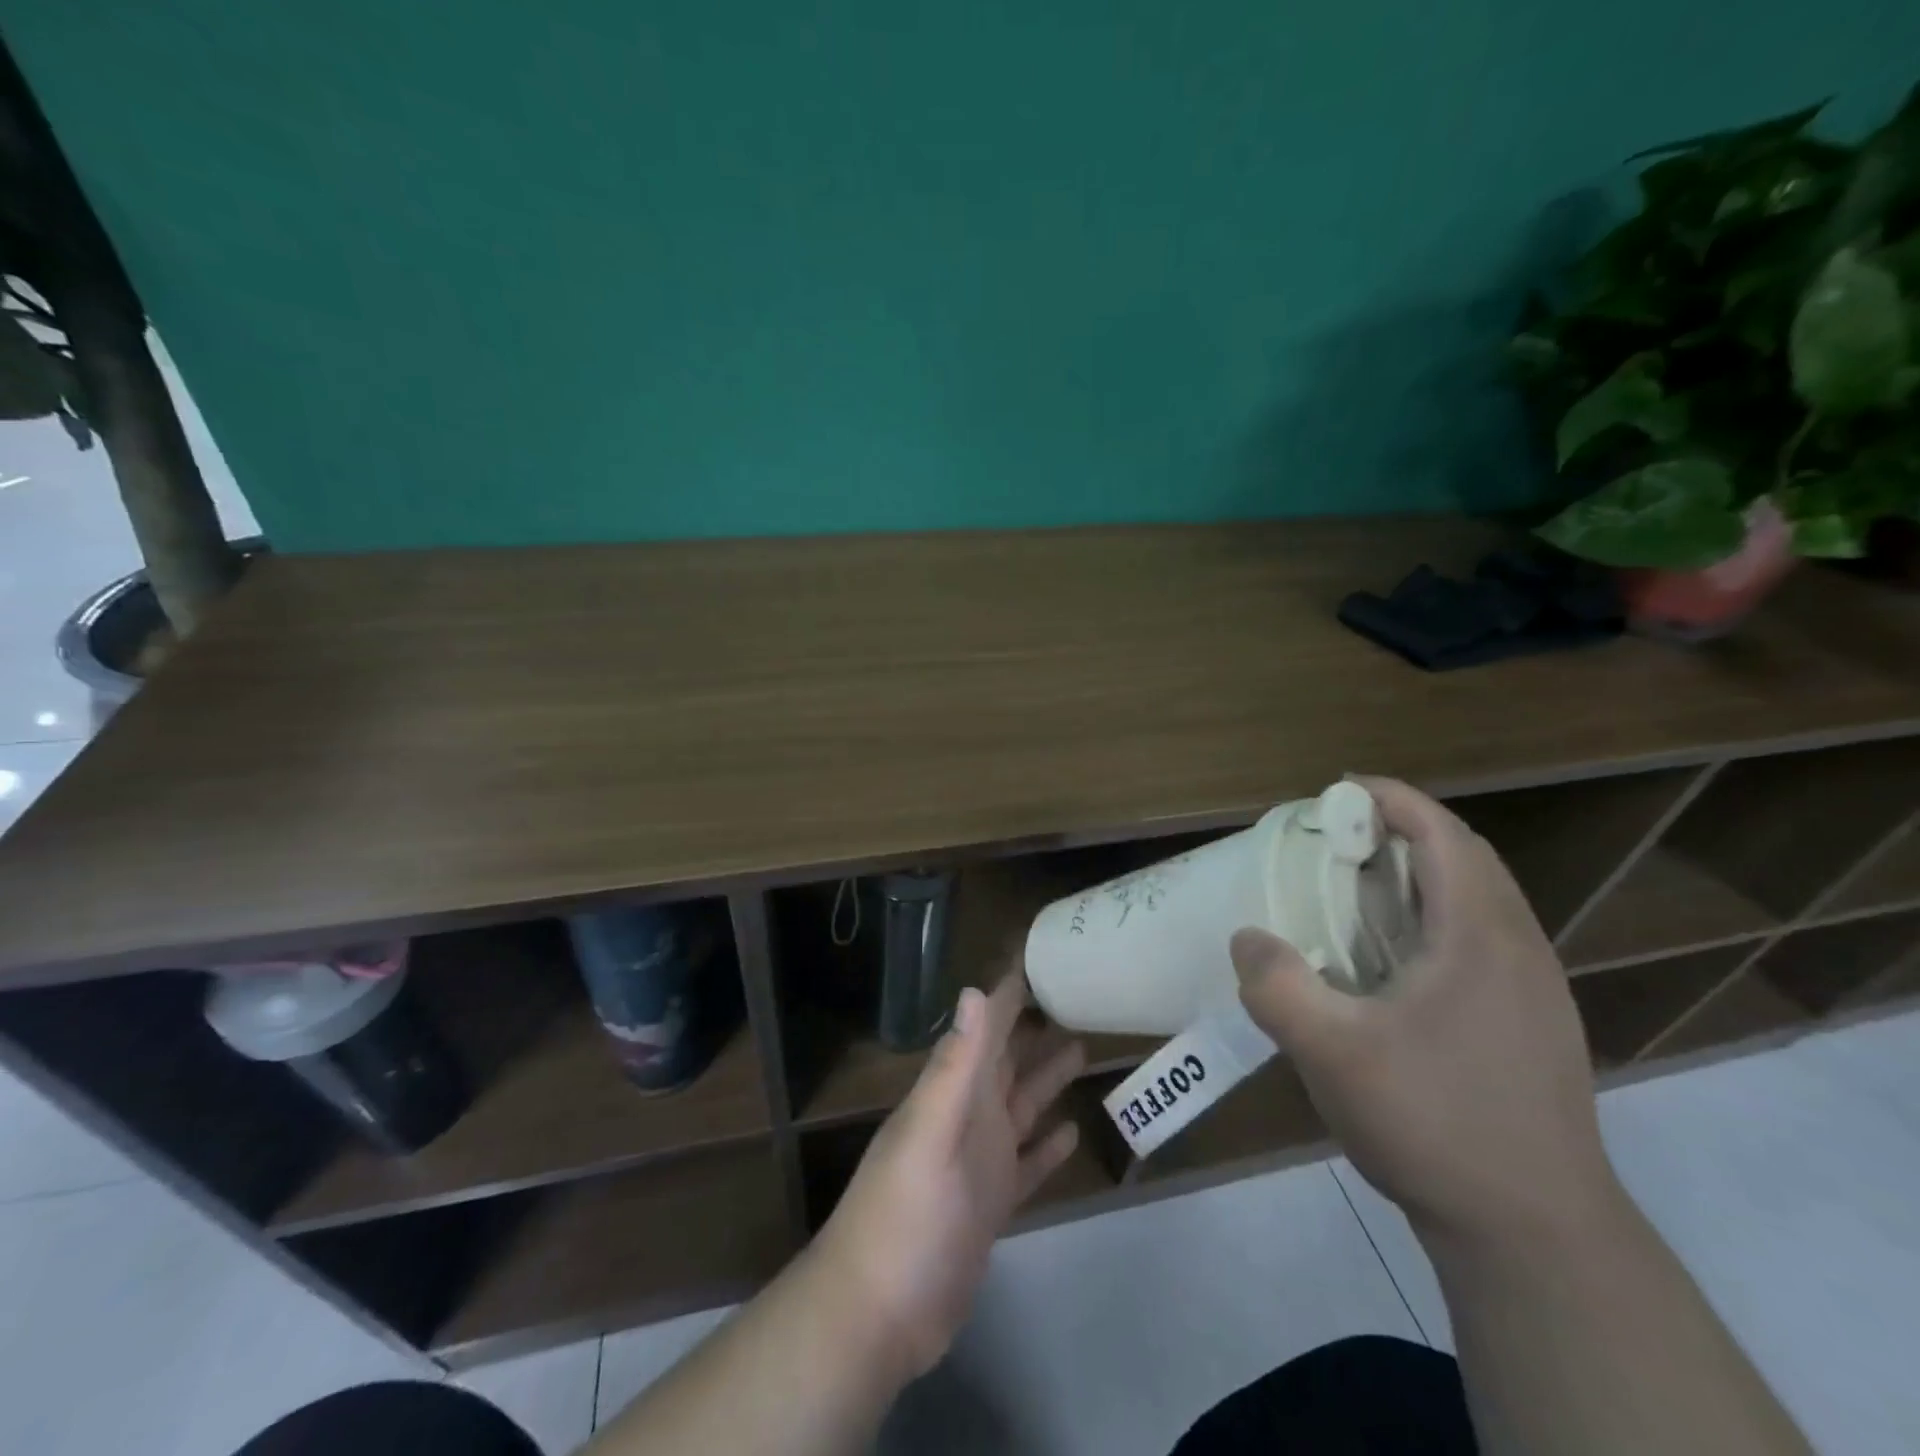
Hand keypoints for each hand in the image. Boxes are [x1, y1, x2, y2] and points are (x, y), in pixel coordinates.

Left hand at [810, 972, 1084, 1376]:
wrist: (879, 1313)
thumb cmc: (905, 1215)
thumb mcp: (931, 1133)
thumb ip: (956, 1066)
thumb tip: (974, 991)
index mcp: (953, 1092)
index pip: (984, 1027)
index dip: (1008, 993)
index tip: (1039, 958)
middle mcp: (968, 1116)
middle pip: (1007, 1061)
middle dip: (1035, 1028)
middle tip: (1075, 996)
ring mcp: (980, 1161)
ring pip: (1021, 1105)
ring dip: (1047, 1078)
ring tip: (1082, 1047)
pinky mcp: (993, 1204)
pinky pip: (1027, 1162)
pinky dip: (1047, 1146)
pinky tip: (1072, 1131)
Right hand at [1231, 777, 1621, 1250]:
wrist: (1536, 1234)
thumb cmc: (1434, 1123)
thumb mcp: (1331, 1052)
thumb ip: (1276, 985)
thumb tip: (1249, 938)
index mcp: (1480, 937)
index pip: (1443, 835)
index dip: (1392, 799)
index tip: (1338, 790)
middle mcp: (1519, 949)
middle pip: (1467, 859)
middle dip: (1403, 832)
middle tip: (1338, 841)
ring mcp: (1534, 991)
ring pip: (1480, 902)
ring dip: (1421, 876)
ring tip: (1356, 893)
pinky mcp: (1532, 1027)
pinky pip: (1482, 941)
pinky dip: (1434, 920)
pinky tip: (1392, 964)